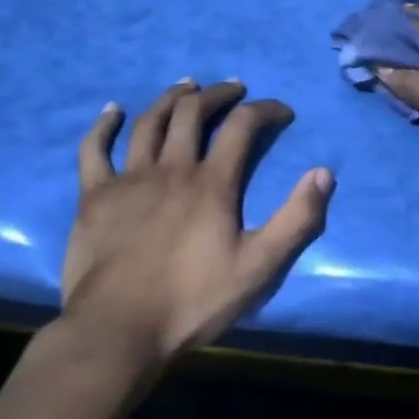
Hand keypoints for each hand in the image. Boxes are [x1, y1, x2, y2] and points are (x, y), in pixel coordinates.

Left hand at [61, 79, 332, 363]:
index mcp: (212, 183)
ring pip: (149, 122)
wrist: (118, 332)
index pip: (243, 126)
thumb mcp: (259, 268)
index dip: (266, 110)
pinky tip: (112, 110)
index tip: (282, 111)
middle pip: (193, 112)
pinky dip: (102, 126)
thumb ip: (296, 219)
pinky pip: (94, 150)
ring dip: (171, 98)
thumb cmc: (192, 302)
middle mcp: (171, 168)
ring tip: (187, 86)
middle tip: (233, 89)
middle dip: (218, 94)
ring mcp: (128, 179)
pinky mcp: (95, 197)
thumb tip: (324, 173)